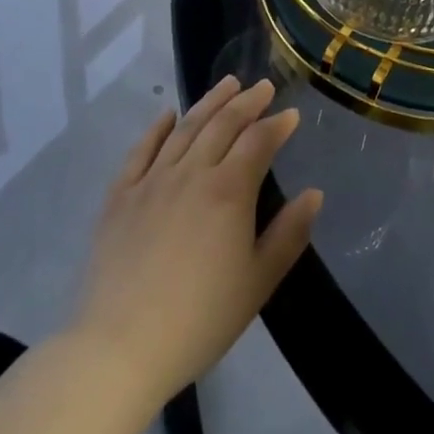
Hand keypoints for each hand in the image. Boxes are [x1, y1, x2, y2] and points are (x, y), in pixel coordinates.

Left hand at [69, 77, 321, 422]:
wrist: (119, 349)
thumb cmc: (200, 319)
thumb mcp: (258, 282)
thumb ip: (289, 234)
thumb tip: (314, 194)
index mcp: (229, 191)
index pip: (259, 141)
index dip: (277, 124)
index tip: (291, 115)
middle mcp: (192, 173)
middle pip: (223, 124)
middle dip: (247, 102)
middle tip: (263, 86)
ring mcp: (152, 182)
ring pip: (185, 128)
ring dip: (209, 102)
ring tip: (227, 84)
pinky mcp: (120, 197)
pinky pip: (140, 151)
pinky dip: (156, 128)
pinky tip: (167, 115)